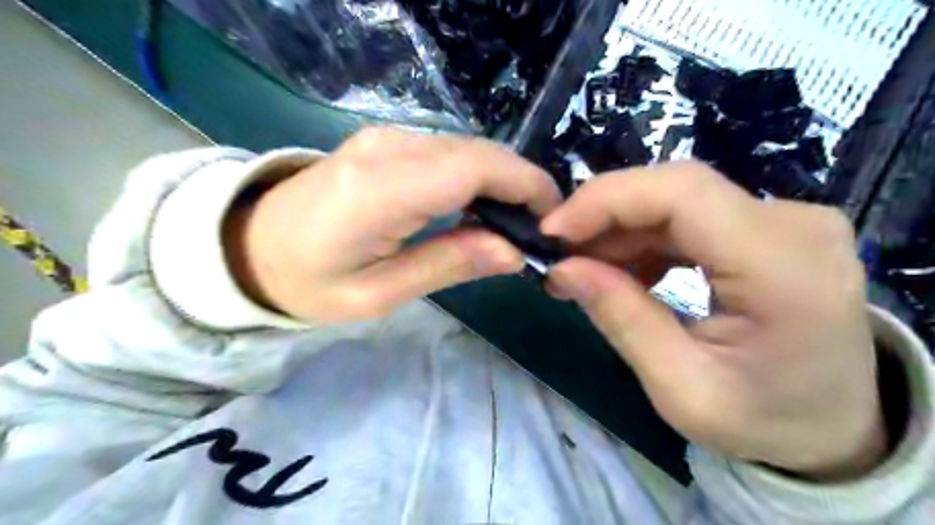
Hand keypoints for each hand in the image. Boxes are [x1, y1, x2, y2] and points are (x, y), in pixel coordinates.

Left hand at [225, 127, 561, 323]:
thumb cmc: (307, 282)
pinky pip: (448, 150)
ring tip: (515, 222)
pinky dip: (477, 174)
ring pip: (468, 148)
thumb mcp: (377, 294)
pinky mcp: (385, 141)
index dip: (525, 186)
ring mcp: (385, 137)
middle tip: (539, 228)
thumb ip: (447, 264)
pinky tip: (480, 205)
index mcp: (381, 189)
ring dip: (502, 180)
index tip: (553, 221)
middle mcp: (388, 148)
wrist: (249, 245)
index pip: (474, 168)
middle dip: (521, 184)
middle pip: (478, 152)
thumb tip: (514, 251)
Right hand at [541, 161, 884, 482]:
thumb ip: (622, 320)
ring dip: (620, 229)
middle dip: (605, 215)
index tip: (553, 231)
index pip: (683, 193)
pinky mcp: (767, 226)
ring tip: (585, 269)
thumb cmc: (764, 421)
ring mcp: (785, 219)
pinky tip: (623, 269)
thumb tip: (562, 268)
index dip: (607, 199)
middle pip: (676, 188)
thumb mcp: (682, 389)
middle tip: (561, 254)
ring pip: (677, 198)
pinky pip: (689, 215)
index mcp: (785, 268)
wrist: (834, 427)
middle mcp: (793, 224)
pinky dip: (644, 237)